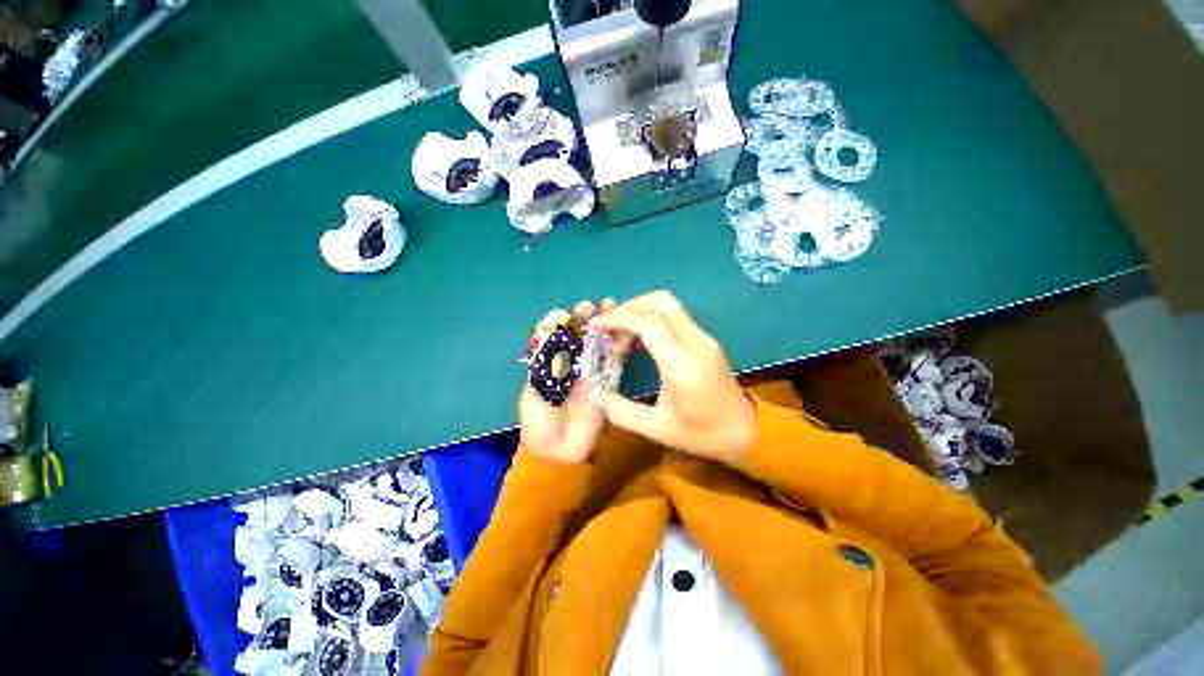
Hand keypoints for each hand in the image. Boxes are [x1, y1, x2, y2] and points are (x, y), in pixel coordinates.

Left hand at [518, 299, 627, 463]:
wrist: (558, 453)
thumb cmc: (539, 422)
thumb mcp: (534, 393)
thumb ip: (543, 365)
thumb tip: (549, 335)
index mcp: (551, 364)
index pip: (557, 336)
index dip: (562, 322)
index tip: (566, 311)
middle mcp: (572, 364)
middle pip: (581, 336)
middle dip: (588, 319)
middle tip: (598, 304)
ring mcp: (591, 373)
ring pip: (600, 344)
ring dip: (607, 327)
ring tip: (616, 310)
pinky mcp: (607, 384)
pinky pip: (614, 364)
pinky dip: (620, 348)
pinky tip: (627, 335)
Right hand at [589, 291, 755, 464]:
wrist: (747, 432)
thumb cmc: (702, 434)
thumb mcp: (657, 429)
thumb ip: (622, 411)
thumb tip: (594, 394)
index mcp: (682, 364)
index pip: (648, 323)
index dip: (619, 318)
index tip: (597, 325)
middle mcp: (695, 342)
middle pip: (661, 302)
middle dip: (630, 307)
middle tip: (611, 327)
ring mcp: (704, 338)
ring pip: (670, 305)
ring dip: (642, 311)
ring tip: (623, 336)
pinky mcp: (706, 340)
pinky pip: (676, 317)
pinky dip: (653, 319)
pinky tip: (641, 340)